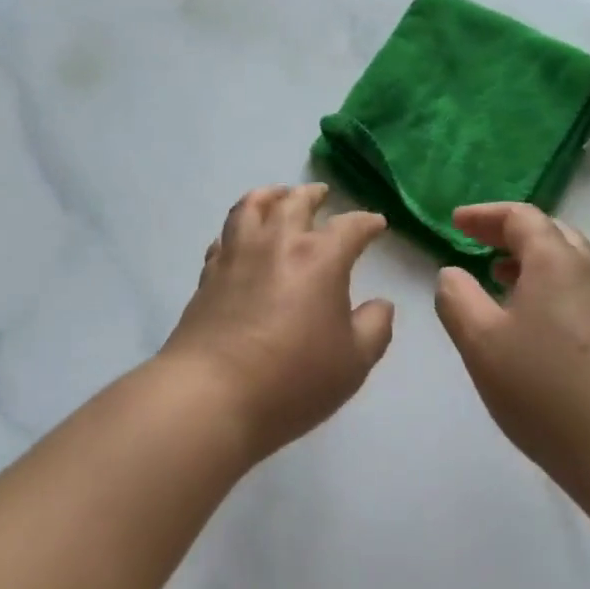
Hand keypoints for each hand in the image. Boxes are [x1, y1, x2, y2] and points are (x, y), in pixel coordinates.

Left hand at [161, 183, 394, 459]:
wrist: (211, 395)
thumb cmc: (293, 379)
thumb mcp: (353, 362)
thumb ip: (375, 327)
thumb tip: (381, 304)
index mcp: (319, 258)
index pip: (349, 227)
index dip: (366, 222)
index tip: (376, 224)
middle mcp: (276, 243)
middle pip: (294, 202)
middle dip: (312, 194)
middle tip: (321, 194)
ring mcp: (237, 255)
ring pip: (251, 207)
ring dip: (269, 195)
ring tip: (277, 196)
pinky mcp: (208, 275)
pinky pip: (224, 237)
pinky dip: (238, 229)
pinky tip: (241, 239)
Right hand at [433, 202, 589, 506]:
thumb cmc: (547, 392)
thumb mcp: (481, 344)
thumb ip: (457, 300)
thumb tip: (452, 274)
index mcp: (557, 264)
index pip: (521, 217)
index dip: (485, 215)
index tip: (456, 223)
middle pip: (552, 234)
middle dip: (510, 235)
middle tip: (478, 246)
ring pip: (570, 267)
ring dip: (532, 265)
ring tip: (501, 284)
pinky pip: (582, 296)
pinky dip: (552, 292)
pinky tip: (536, 329)